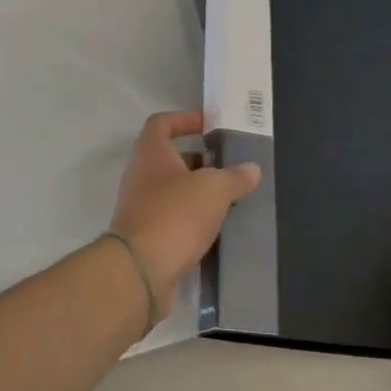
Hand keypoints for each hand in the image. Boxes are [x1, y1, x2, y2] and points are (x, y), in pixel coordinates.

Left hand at [109, 111, 259, 319]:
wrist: (139, 271)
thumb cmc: (175, 214)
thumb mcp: (214, 189)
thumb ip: (234, 177)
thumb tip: (252, 169)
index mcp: (151, 152)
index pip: (162, 122)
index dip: (185, 119)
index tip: (209, 125)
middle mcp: (140, 175)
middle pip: (169, 158)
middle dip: (198, 160)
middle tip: (227, 166)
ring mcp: (139, 207)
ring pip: (171, 190)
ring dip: (196, 191)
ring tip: (227, 198)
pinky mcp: (145, 236)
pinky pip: (171, 217)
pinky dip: (190, 218)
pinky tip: (213, 227)